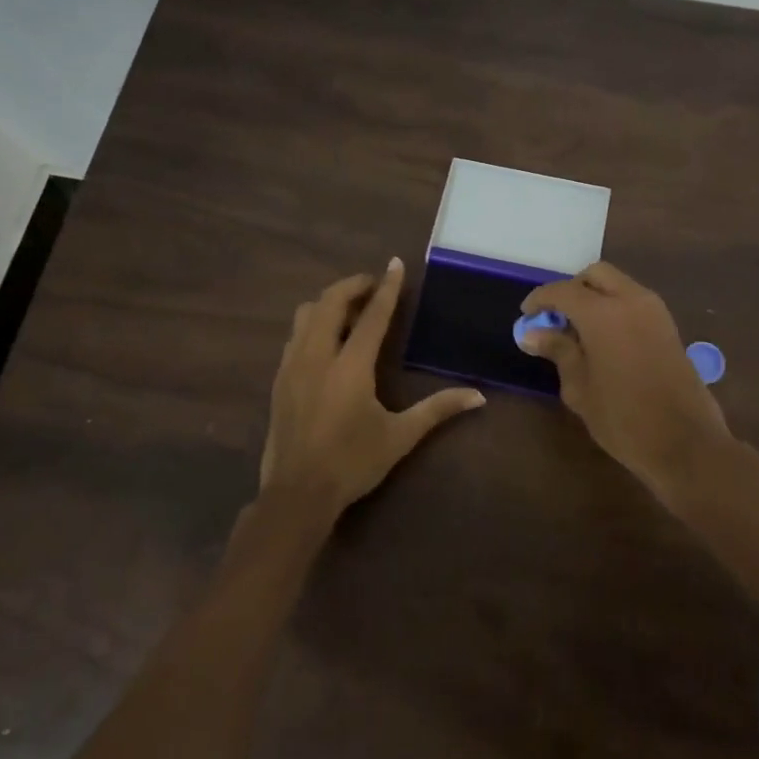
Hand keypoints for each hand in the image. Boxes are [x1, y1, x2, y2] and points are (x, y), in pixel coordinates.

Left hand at [261, 258, 485, 519]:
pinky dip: (314, 323)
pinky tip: (327, 339)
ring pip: (306, 315)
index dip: (387, 288)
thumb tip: (478, 396)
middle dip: (352, 286)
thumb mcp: (399, 437)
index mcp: (351, 367)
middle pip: (329, 302)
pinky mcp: (280, 379)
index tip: (395, 264)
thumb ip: (437, 410)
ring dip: (329, 303)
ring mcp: (293, 366)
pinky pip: (295, 335)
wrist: (296, 494)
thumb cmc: (352, 464)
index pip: (372, 316)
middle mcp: (318, 356)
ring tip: (350, 310)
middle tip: (373, 286)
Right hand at [519, 262, 735, 502]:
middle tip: (555, 318)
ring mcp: (655, 311)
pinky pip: (634, 301)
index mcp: (604, 314)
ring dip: (594, 297)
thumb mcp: (580, 388)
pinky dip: (614, 307)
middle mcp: (631, 300)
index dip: (540, 299)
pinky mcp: (668, 326)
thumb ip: (558, 351)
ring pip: (617, 285)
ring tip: (577, 332)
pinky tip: (602, 339)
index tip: (526, 315)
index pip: (563, 291)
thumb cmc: (623, 419)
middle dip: (572, 289)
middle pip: (595, 275)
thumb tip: (532, 333)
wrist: (686, 443)